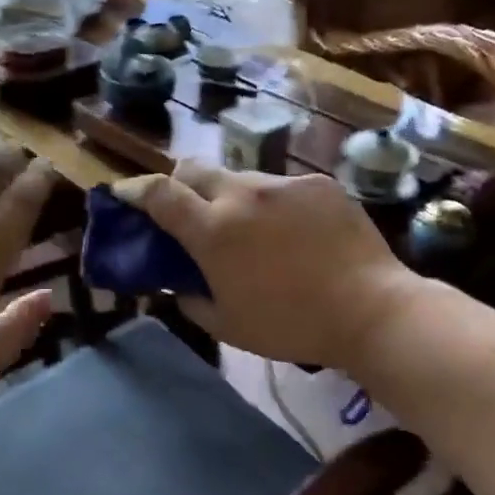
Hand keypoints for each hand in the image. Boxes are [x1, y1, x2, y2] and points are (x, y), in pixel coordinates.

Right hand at [115, 163, 417, 370]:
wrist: (371, 309)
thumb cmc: (291, 325)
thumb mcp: (227, 325)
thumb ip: (191, 298)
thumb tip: (181, 281)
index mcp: (213, 230)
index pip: (159, 193)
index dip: (134, 190)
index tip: (124, 195)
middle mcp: (242, 194)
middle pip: (194, 169)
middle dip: (180, 186)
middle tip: (189, 214)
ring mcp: (283, 183)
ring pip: (241, 178)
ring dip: (231, 199)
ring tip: (255, 232)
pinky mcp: (318, 183)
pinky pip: (281, 187)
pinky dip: (274, 206)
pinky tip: (296, 235)